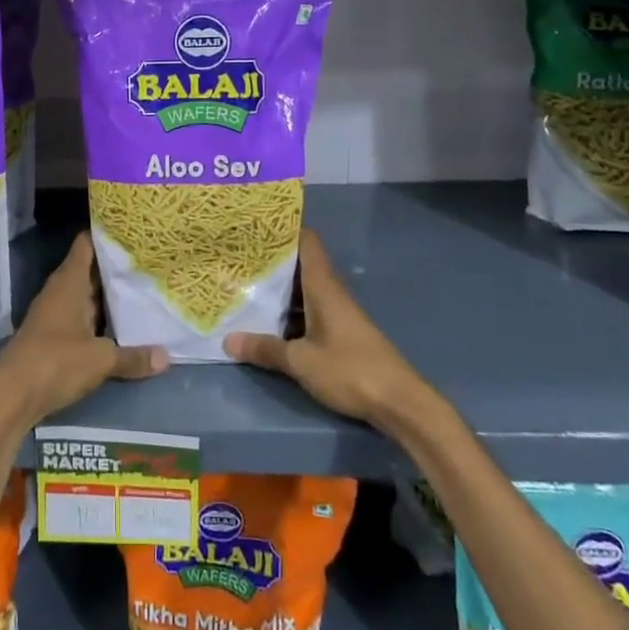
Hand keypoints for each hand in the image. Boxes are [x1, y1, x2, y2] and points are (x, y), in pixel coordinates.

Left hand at [0, 232, 167, 427]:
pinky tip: (120, 327)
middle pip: (89, 271)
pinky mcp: (51, 337)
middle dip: (115, 269)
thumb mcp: (100, 359)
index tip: (132, 231)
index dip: (106, 235)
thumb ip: (133, 356)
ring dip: (108, 297)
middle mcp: (59, 292)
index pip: (86, 245)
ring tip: (142, 290)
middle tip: (149, 263)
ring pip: (85, 297)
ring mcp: (53, 314)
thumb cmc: (55, 362)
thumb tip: (166, 357)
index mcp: (69, 282)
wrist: (11, 396)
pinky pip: (80, 319)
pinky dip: (98, 320)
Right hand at [224, 229, 428, 426]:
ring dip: (278, 288)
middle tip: (237, 256)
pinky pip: (309, 311)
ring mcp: (338, 313)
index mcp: (323, 286)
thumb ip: (266, 349)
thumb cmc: (350, 370)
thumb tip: (228, 340)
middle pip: (300, 264)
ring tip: (243, 284)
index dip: (284, 229)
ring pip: (303, 290)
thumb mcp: (301, 361)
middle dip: (272, 260)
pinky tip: (268, 321)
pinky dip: (289, 311)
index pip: (307, 241)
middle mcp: (331, 292)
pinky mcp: (342, 334)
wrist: (400, 403)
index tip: (255, 225)